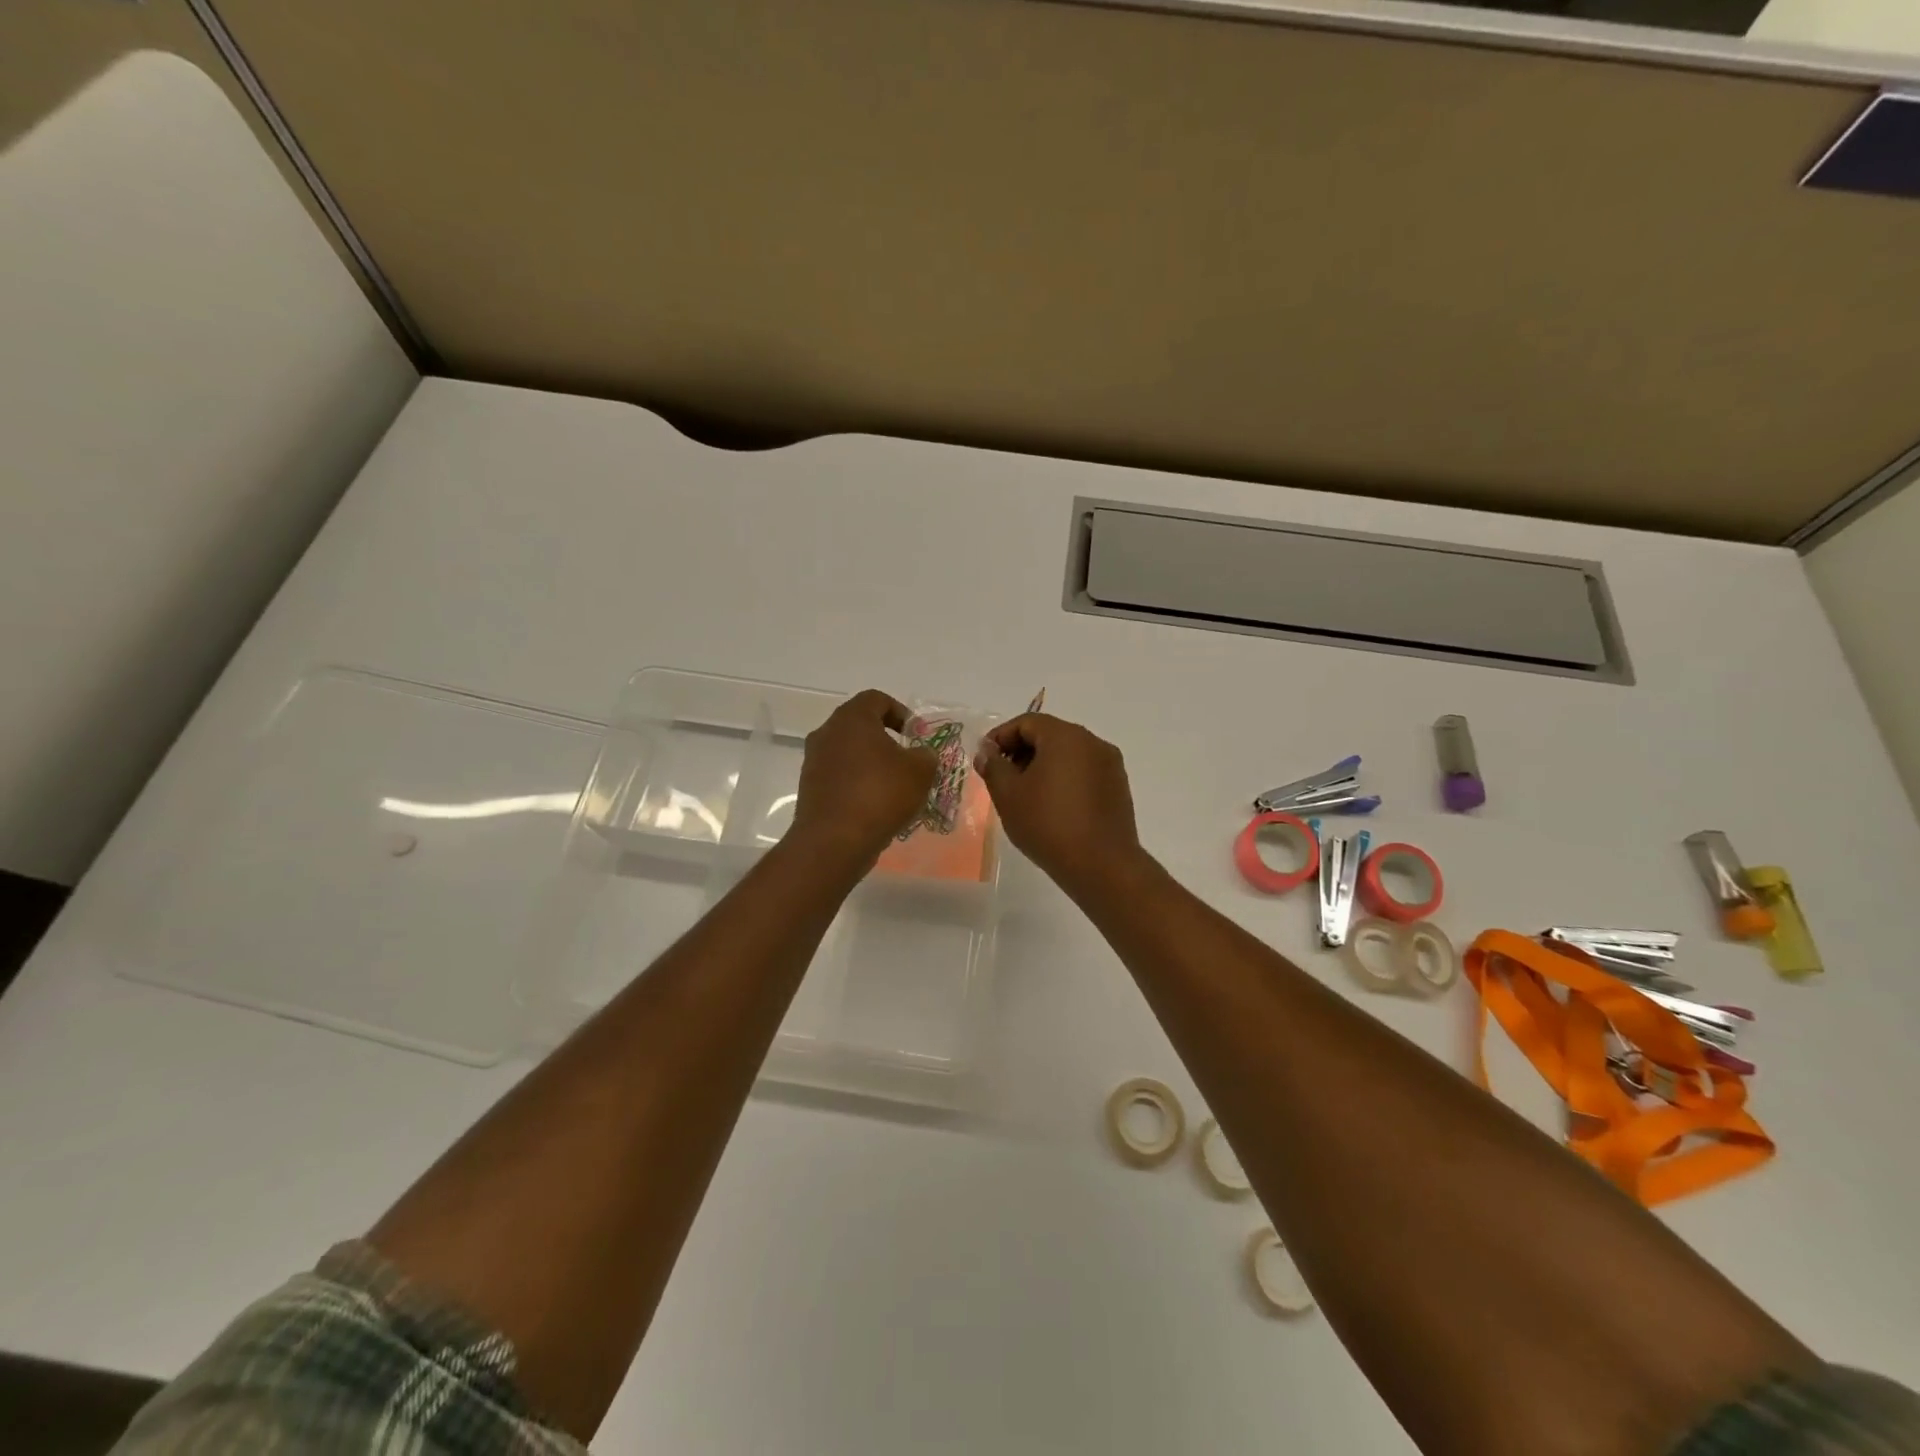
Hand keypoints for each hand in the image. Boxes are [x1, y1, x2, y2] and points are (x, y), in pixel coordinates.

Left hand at [790, 689, 935, 865]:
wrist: (834, 841)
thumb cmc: (880, 794)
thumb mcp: (920, 771)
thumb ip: (926, 755)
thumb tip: (922, 755)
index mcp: (851, 719)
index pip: (877, 699)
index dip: (901, 712)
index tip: (917, 735)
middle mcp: (827, 733)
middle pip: (860, 725)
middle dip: (886, 739)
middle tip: (908, 760)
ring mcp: (813, 761)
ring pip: (848, 752)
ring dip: (871, 764)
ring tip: (894, 787)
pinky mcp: (809, 788)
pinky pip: (839, 776)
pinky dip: (857, 784)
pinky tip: (875, 806)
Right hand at [974, 713, 1144, 895]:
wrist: (1101, 865)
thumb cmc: (1048, 824)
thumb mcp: (1008, 795)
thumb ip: (993, 767)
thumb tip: (987, 752)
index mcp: (1065, 736)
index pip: (1027, 722)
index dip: (1001, 737)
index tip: (985, 759)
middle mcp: (1092, 742)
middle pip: (1050, 735)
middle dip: (1021, 751)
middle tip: (1002, 777)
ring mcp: (1110, 765)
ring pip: (1069, 754)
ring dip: (1043, 766)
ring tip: (1025, 794)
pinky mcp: (1118, 787)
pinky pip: (1084, 771)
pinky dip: (1064, 779)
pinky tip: (1052, 806)